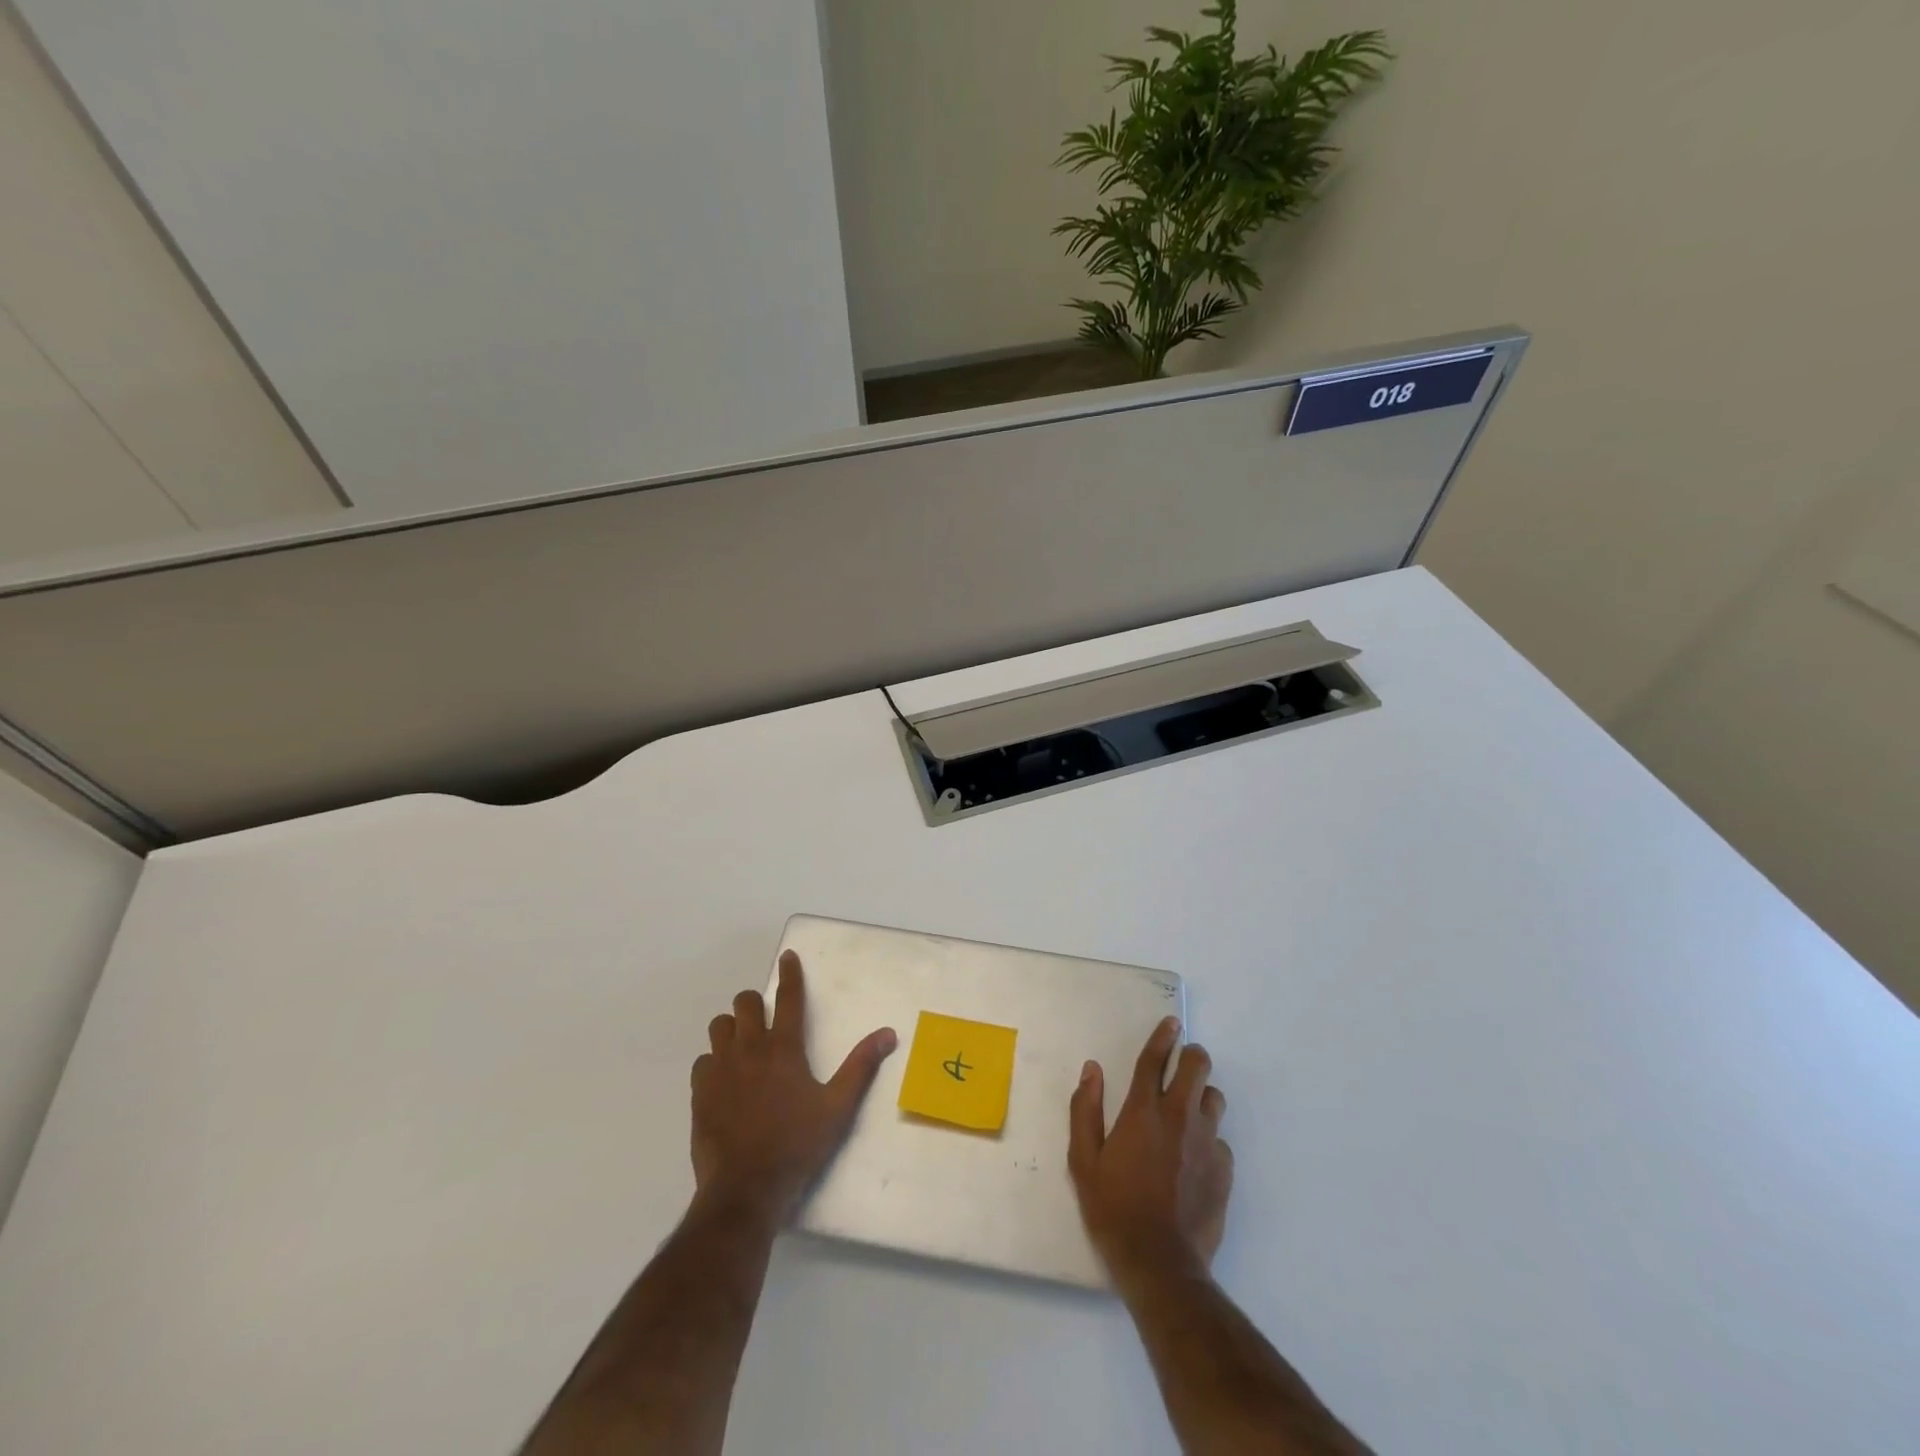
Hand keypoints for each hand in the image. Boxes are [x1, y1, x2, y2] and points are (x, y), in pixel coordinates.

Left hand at [690, 950, 897, 1226]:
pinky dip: (714, 1062)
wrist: (745, 1189)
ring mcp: (721, 1069)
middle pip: (744, 1003)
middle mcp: (750, 1049)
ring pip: (719, 1026)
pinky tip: (724, 1079)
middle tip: (764, 1019)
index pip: (788, 998)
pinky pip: (703, 1061)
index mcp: (784, 1048)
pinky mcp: (700, 1092)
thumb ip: (861, 1066)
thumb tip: (888, 1033)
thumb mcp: (838, 1107)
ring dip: (732, 1028)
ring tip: (743, 1045)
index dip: (790, 974)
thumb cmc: (797, 1145)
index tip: (788, 957)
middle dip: (754, 1003)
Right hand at [1068, 1016, 1232, 1288]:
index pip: (1154, 1060)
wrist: (1160, 1264)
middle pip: (1197, 1067)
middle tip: (1182, 1064)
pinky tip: (1195, 1159)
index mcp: (1142, 1112)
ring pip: (1214, 1099)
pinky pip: (1220, 1140)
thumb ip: (1085, 1109)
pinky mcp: (1224, 1171)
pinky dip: (1209, 1140)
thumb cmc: (1113, 1209)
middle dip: (1191, 1057)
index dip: (1162, 1037)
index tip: (1171, 1023)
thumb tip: (1092, 1070)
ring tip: (1188, 1112)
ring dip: (1202, 1097)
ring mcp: (1206, 1144)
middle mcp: (1178, 1118)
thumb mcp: (1083, 1161)